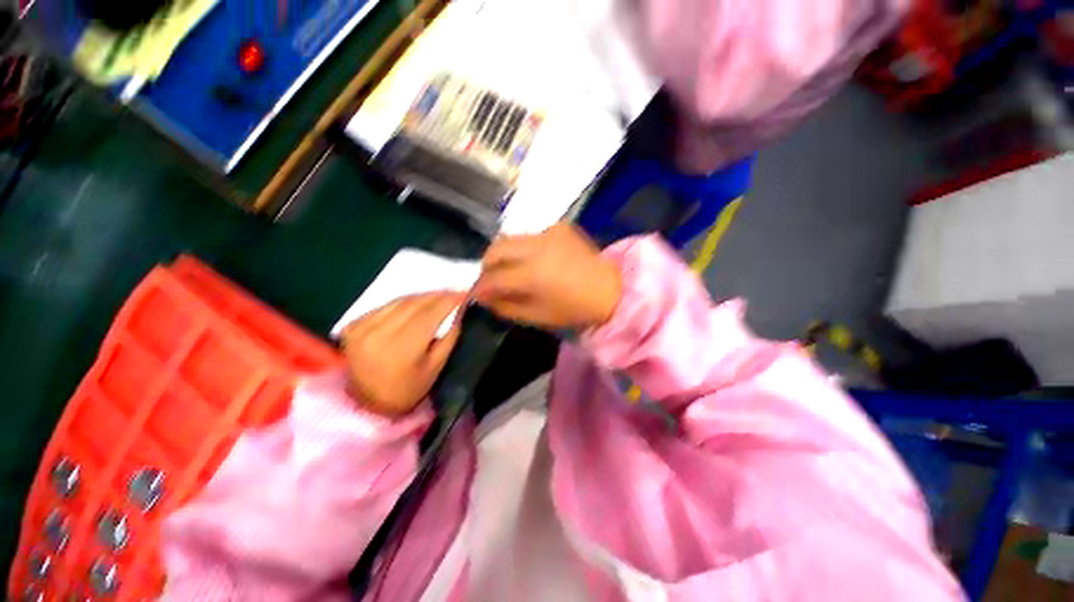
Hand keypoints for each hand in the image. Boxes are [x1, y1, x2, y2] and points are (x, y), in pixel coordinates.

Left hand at [340, 292, 462, 416]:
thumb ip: (451, 336)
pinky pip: (387, 305)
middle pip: (416, 302)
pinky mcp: (353, 324)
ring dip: (424, 296)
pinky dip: (406, 302)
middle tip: (457, 292)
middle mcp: (379, 332)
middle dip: (440, 295)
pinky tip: (418, 303)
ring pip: (401, 300)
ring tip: (442, 295)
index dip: (450, 300)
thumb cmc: (408, 389)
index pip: (431, 312)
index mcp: (401, 347)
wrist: (366, 404)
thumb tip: (461, 310)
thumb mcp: (436, 367)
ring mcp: (362, 326)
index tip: (466, 293)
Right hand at [473, 223, 621, 328]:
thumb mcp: (537, 316)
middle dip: (486, 265)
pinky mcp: (559, 226)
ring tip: (510, 270)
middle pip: (496, 248)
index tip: (475, 294)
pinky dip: (525, 248)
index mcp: (532, 274)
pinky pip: (531, 235)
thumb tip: (485, 298)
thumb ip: (505, 306)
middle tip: (490, 280)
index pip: (494, 277)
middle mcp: (537, 246)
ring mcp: (549, 232)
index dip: (480, 287)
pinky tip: (535, 260)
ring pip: (511, 238)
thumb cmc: (574, 309)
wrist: (610, 289)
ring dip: (504, 255)